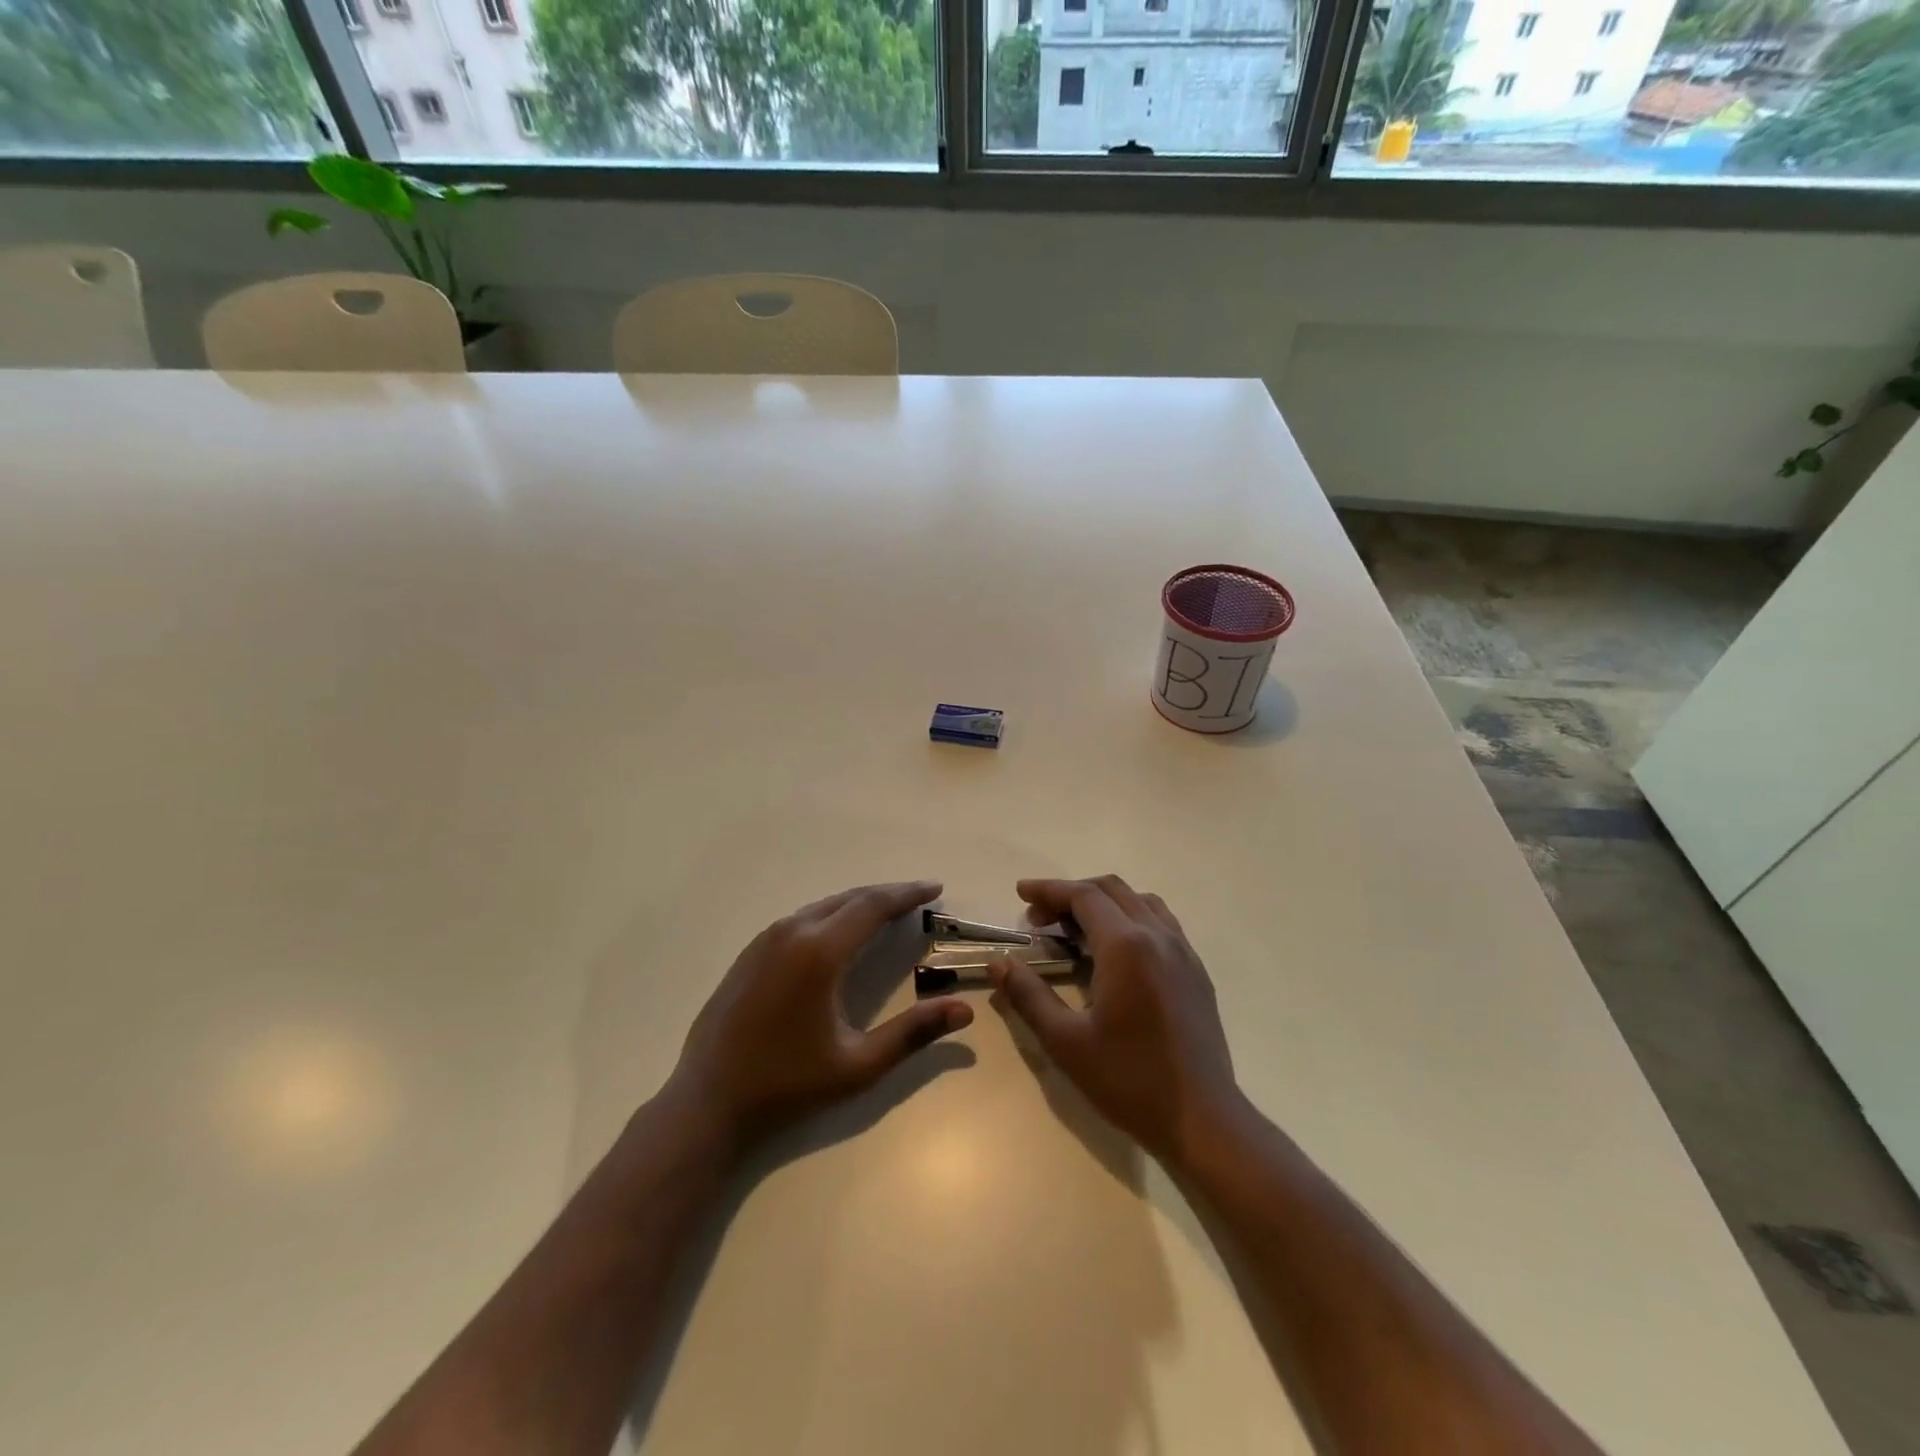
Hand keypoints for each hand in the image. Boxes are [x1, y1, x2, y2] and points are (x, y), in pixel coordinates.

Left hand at [670, 880, 972, 1151]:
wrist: (707, 1102)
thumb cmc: (787, 1085)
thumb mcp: (858, 1065)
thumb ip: (913, 1033)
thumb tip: (964, 1009)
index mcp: (820, 952)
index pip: (873, 906)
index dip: (907, 894)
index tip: (935, 887)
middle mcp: (792, 932)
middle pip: (849, 898)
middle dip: (887, 895)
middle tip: (919, 897)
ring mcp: (766, 939)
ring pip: (823, 905)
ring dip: (858, 903)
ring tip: (888, 911)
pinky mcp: (751, 952)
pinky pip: (802, 919)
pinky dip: (832, 915)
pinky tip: (841, 932)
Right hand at [989, 875, 1241, 1165]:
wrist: (1202, 1119)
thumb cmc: (1129, 1080)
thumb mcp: (1066, 1042)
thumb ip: (1028, 995)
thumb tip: (998, 962)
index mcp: (1126, 946)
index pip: (1083, 896)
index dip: (1049, 890)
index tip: (1020, 893)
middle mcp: (1157, 936)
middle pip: (1111, 890)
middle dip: (1071, 894)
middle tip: (1040, 919)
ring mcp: (1182, 951)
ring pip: (1139, 901)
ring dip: (1103, 902)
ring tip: (1075, 930)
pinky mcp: (1196, 970)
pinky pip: (1160, 922)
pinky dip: (1130, 917)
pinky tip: (1115, 951)